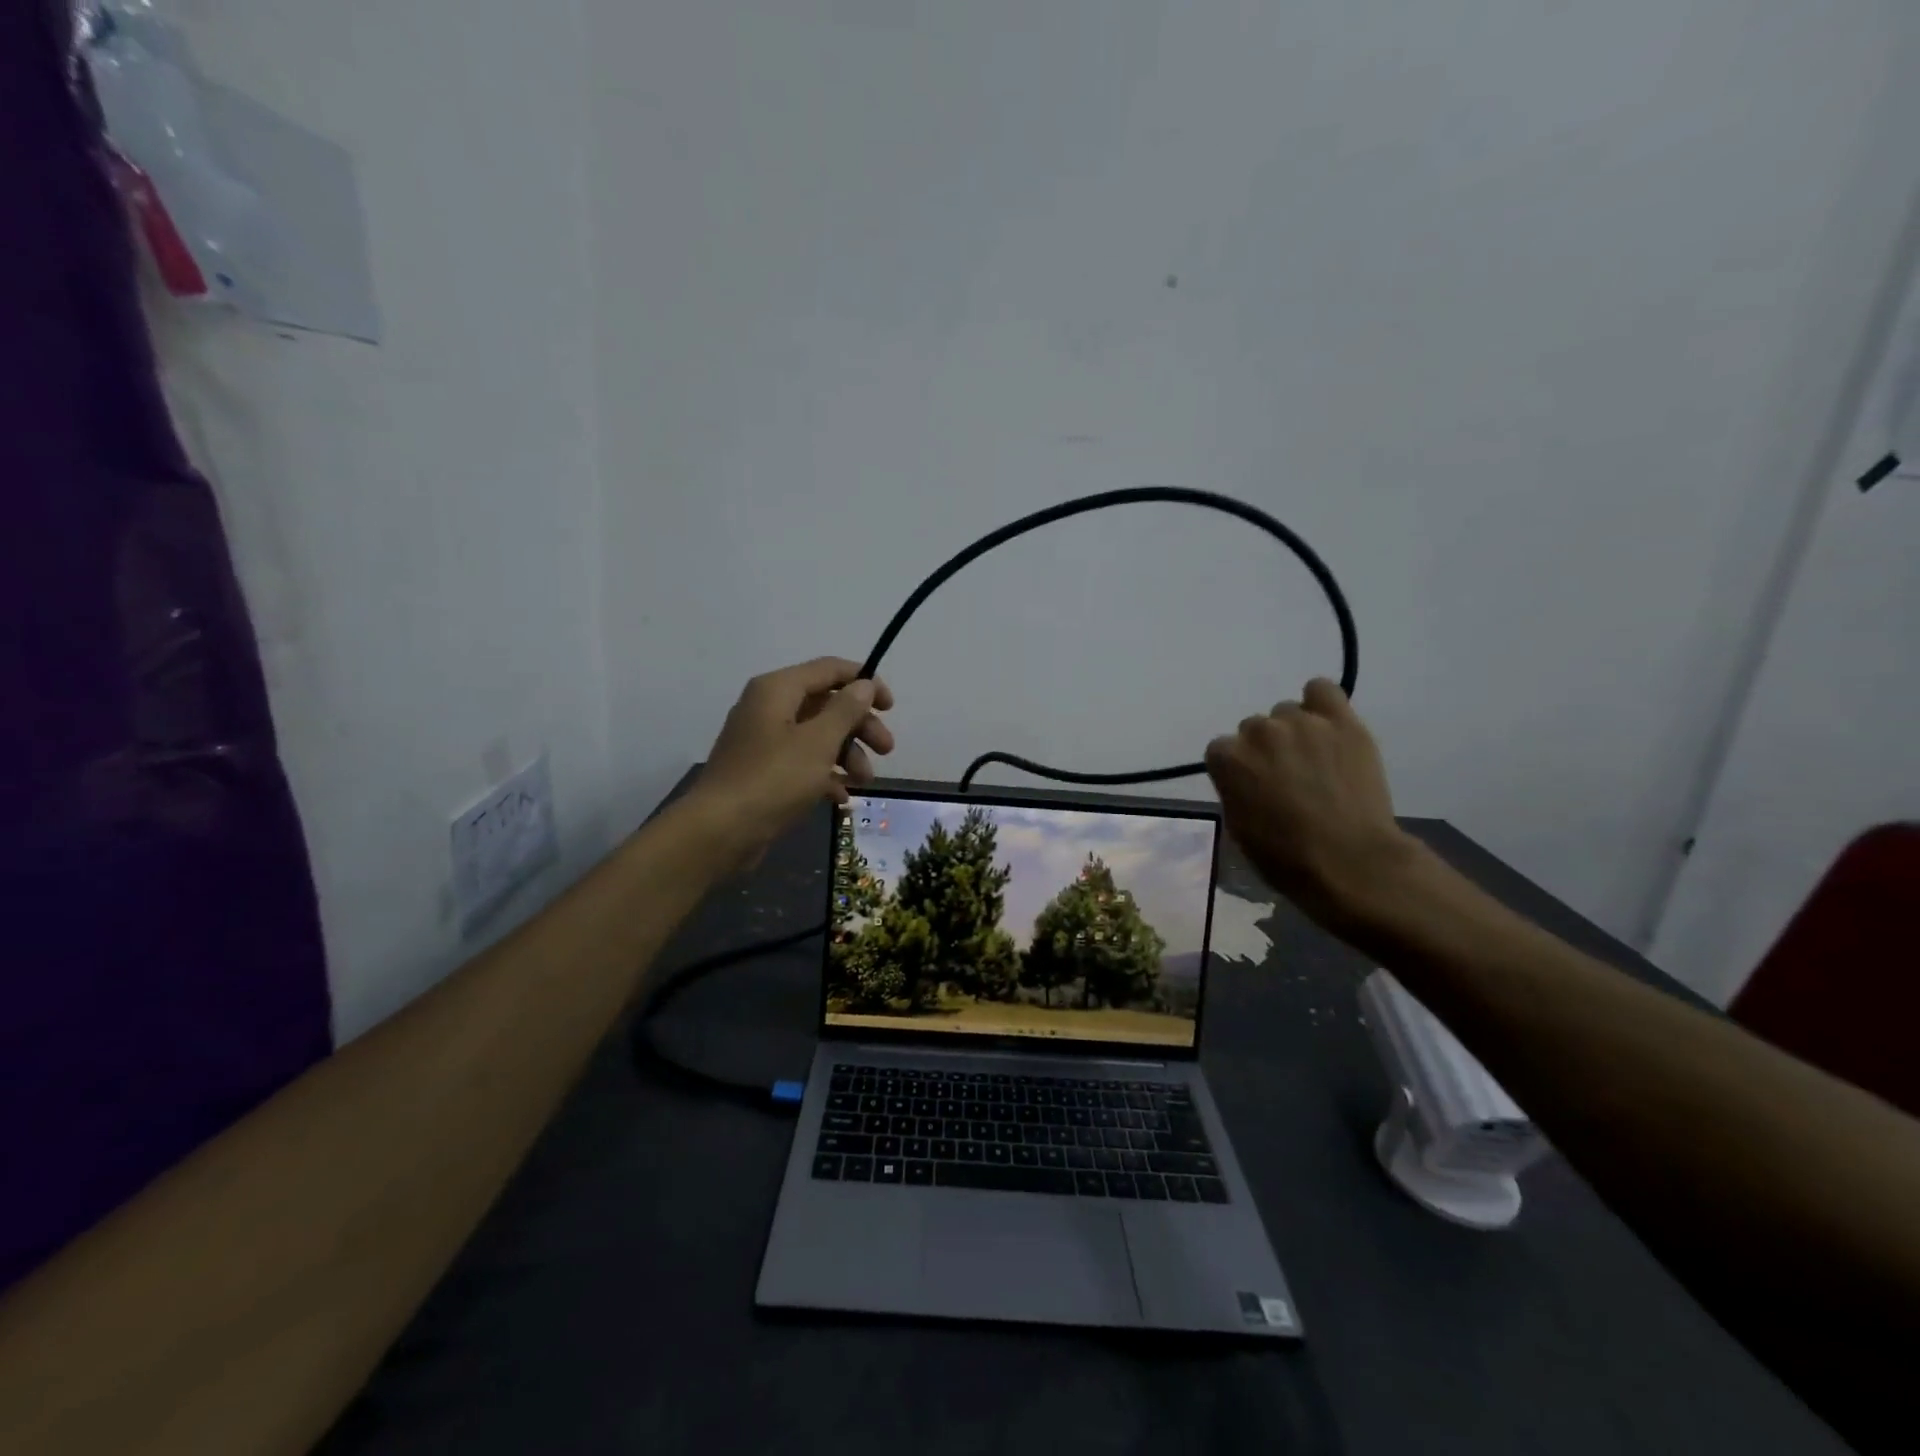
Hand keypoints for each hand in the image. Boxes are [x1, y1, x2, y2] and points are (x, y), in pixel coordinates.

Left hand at [691, 657, 894, 867]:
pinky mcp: (762, 772)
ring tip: (864, 782)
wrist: (719, 832)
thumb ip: (846, 710)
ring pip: (817, 736)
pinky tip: (841, 797)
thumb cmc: (774, 779)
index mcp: (778, 689)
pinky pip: (802, 763)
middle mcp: (768, 708)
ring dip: (846, 754)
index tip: (890, 707)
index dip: (864, 682)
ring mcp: (763, 741)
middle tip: (886, 750)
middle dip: (860, 726)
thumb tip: (864, 684)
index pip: (829, 669)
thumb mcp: (819, 742)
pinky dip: (824, 775)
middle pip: (826, 704)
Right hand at [1203, 679, 1420, 928]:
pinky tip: (1327, 727)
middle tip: (1286, 777)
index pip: (1221, 750)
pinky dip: (1321, 704)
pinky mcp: (1341, 722)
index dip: (1237, 770)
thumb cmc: (1285, 857)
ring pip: (1287, 713)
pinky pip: (1322, 690)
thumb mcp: (1238, 828)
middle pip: (1254, 729)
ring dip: (1294, 732)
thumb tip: (1246, 778)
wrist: (1350, 862)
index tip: (1252, 788)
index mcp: (1228, 760)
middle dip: (1265, 750)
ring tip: (1315, 760)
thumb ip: (1234, 789)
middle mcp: (1259, 732)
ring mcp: (1301, 723)